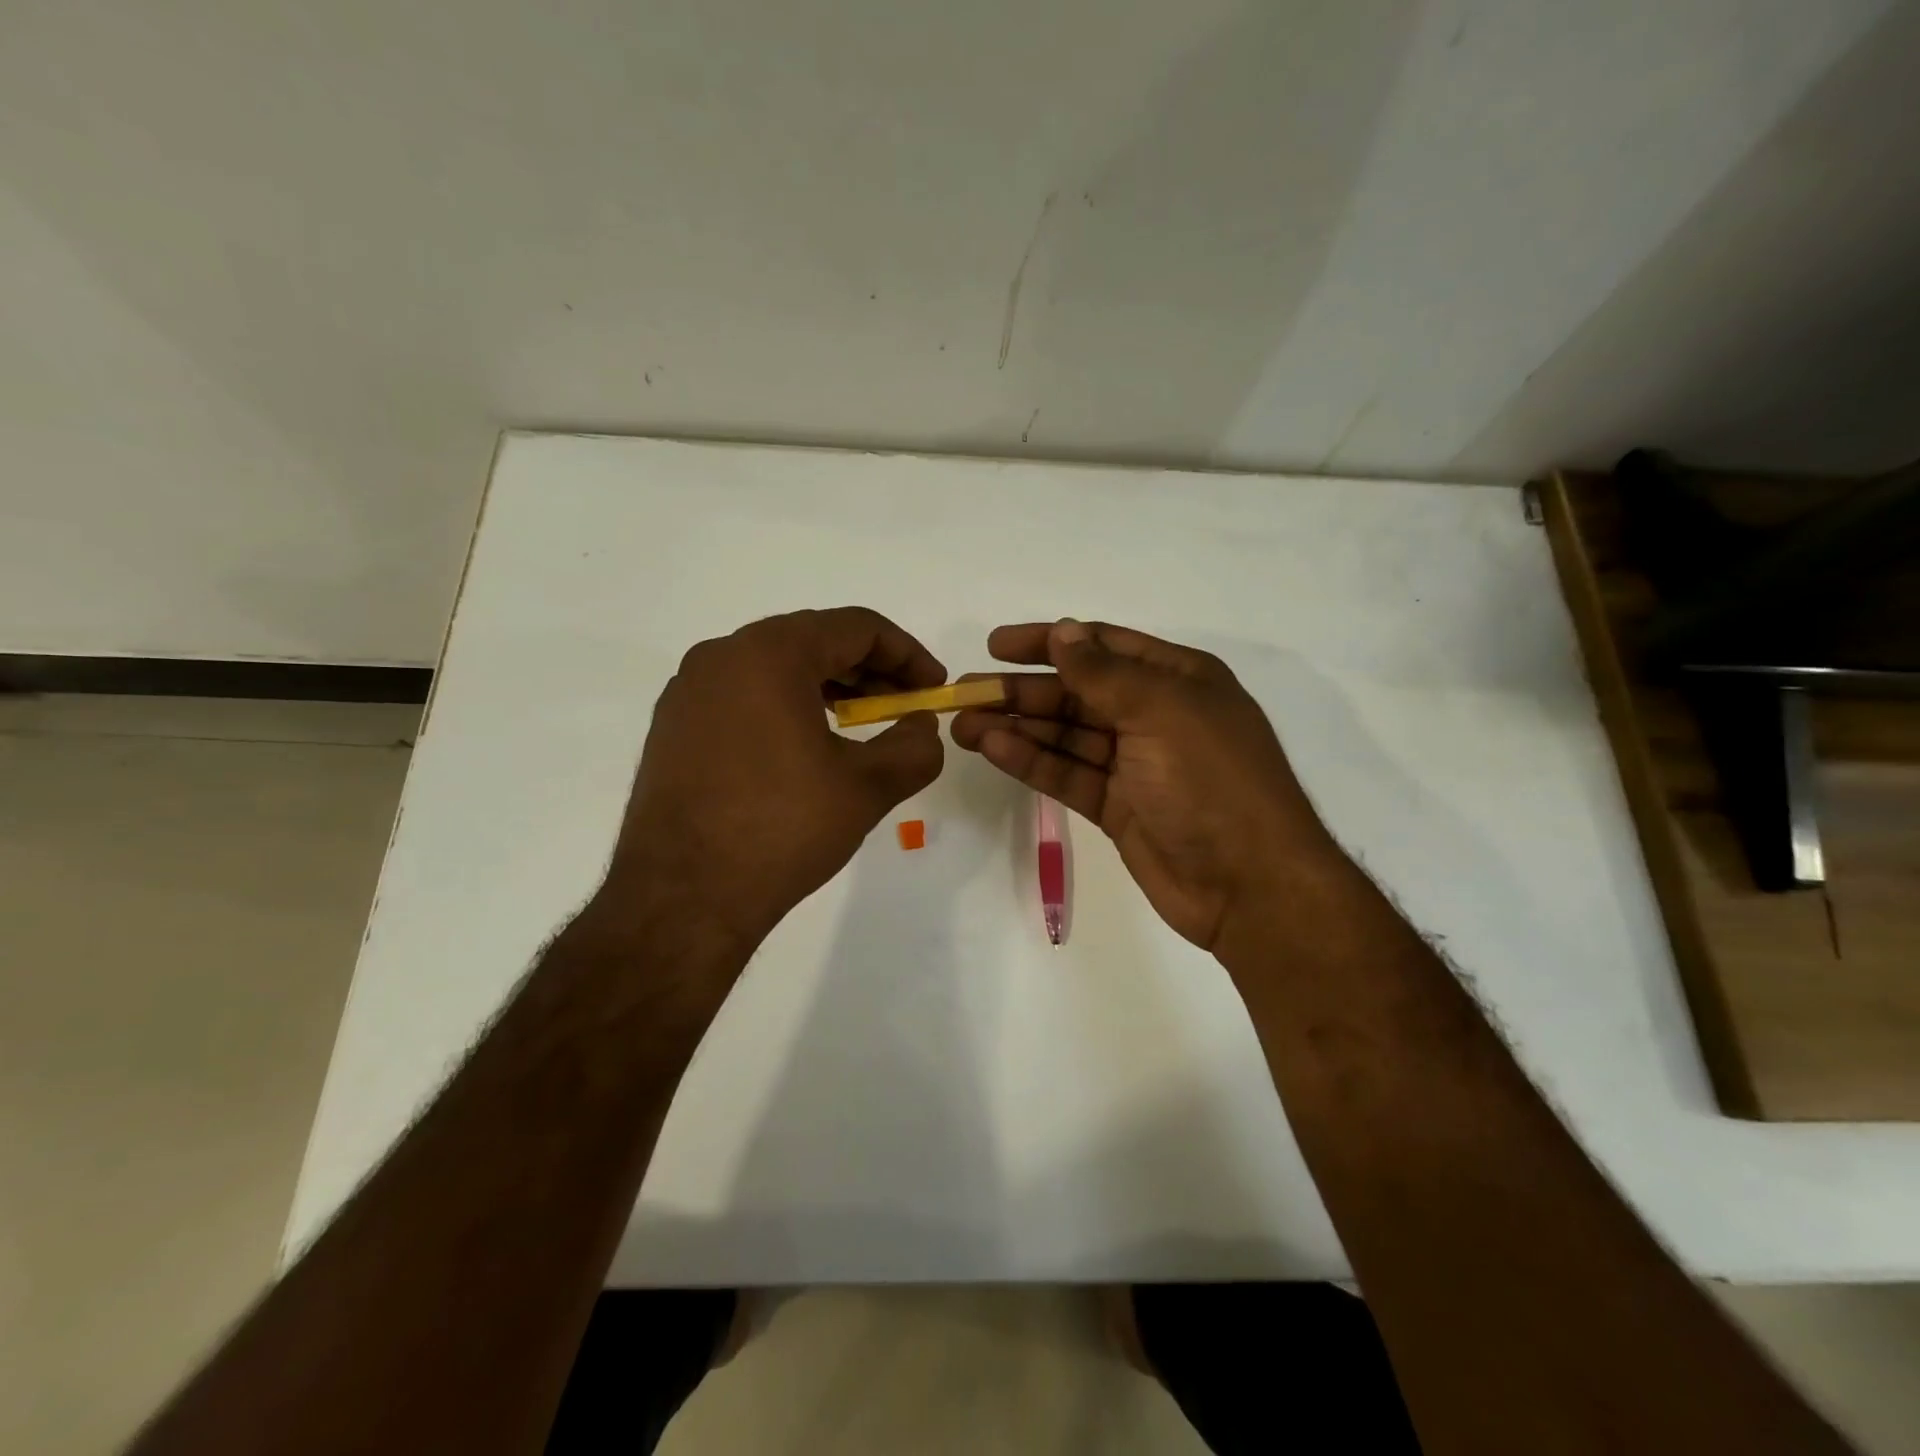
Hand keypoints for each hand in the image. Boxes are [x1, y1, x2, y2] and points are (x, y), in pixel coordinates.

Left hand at [594, 607, 946, 971]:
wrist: (682, 899)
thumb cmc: (782, 829)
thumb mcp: (867, 787)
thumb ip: (914, 746)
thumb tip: (921, 726)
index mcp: (769, 653)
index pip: (856, 627)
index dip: (907, 653)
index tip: (933, 688)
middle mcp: (722, 656)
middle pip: (813, 640)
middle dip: (869, 670)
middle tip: (903, 707)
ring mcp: (689, 691)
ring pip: (775, 668)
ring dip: (827, 687)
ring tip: (860, 725)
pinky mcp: (673, 726)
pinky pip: (742, 695)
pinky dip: (785, 706)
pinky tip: (805, 748)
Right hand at [951, 619, 1342, 955]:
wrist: (1249, 885)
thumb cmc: (1211, 781)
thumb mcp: (1160, 711)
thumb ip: (1104, 673)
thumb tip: (1062, 632)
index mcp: (1177, 680)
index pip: (1102, 647)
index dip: (1049, 641)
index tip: (997, 645)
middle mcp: (1154, 715)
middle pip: (1076, 693)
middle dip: (1022, 690)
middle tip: (966, 691)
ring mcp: (1135, 763)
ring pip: (1066, 735)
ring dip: (1017, 726)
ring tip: (963, 724)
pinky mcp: (1118, 806)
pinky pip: (1068, 774)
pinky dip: (1032, 761)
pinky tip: (993, 749)